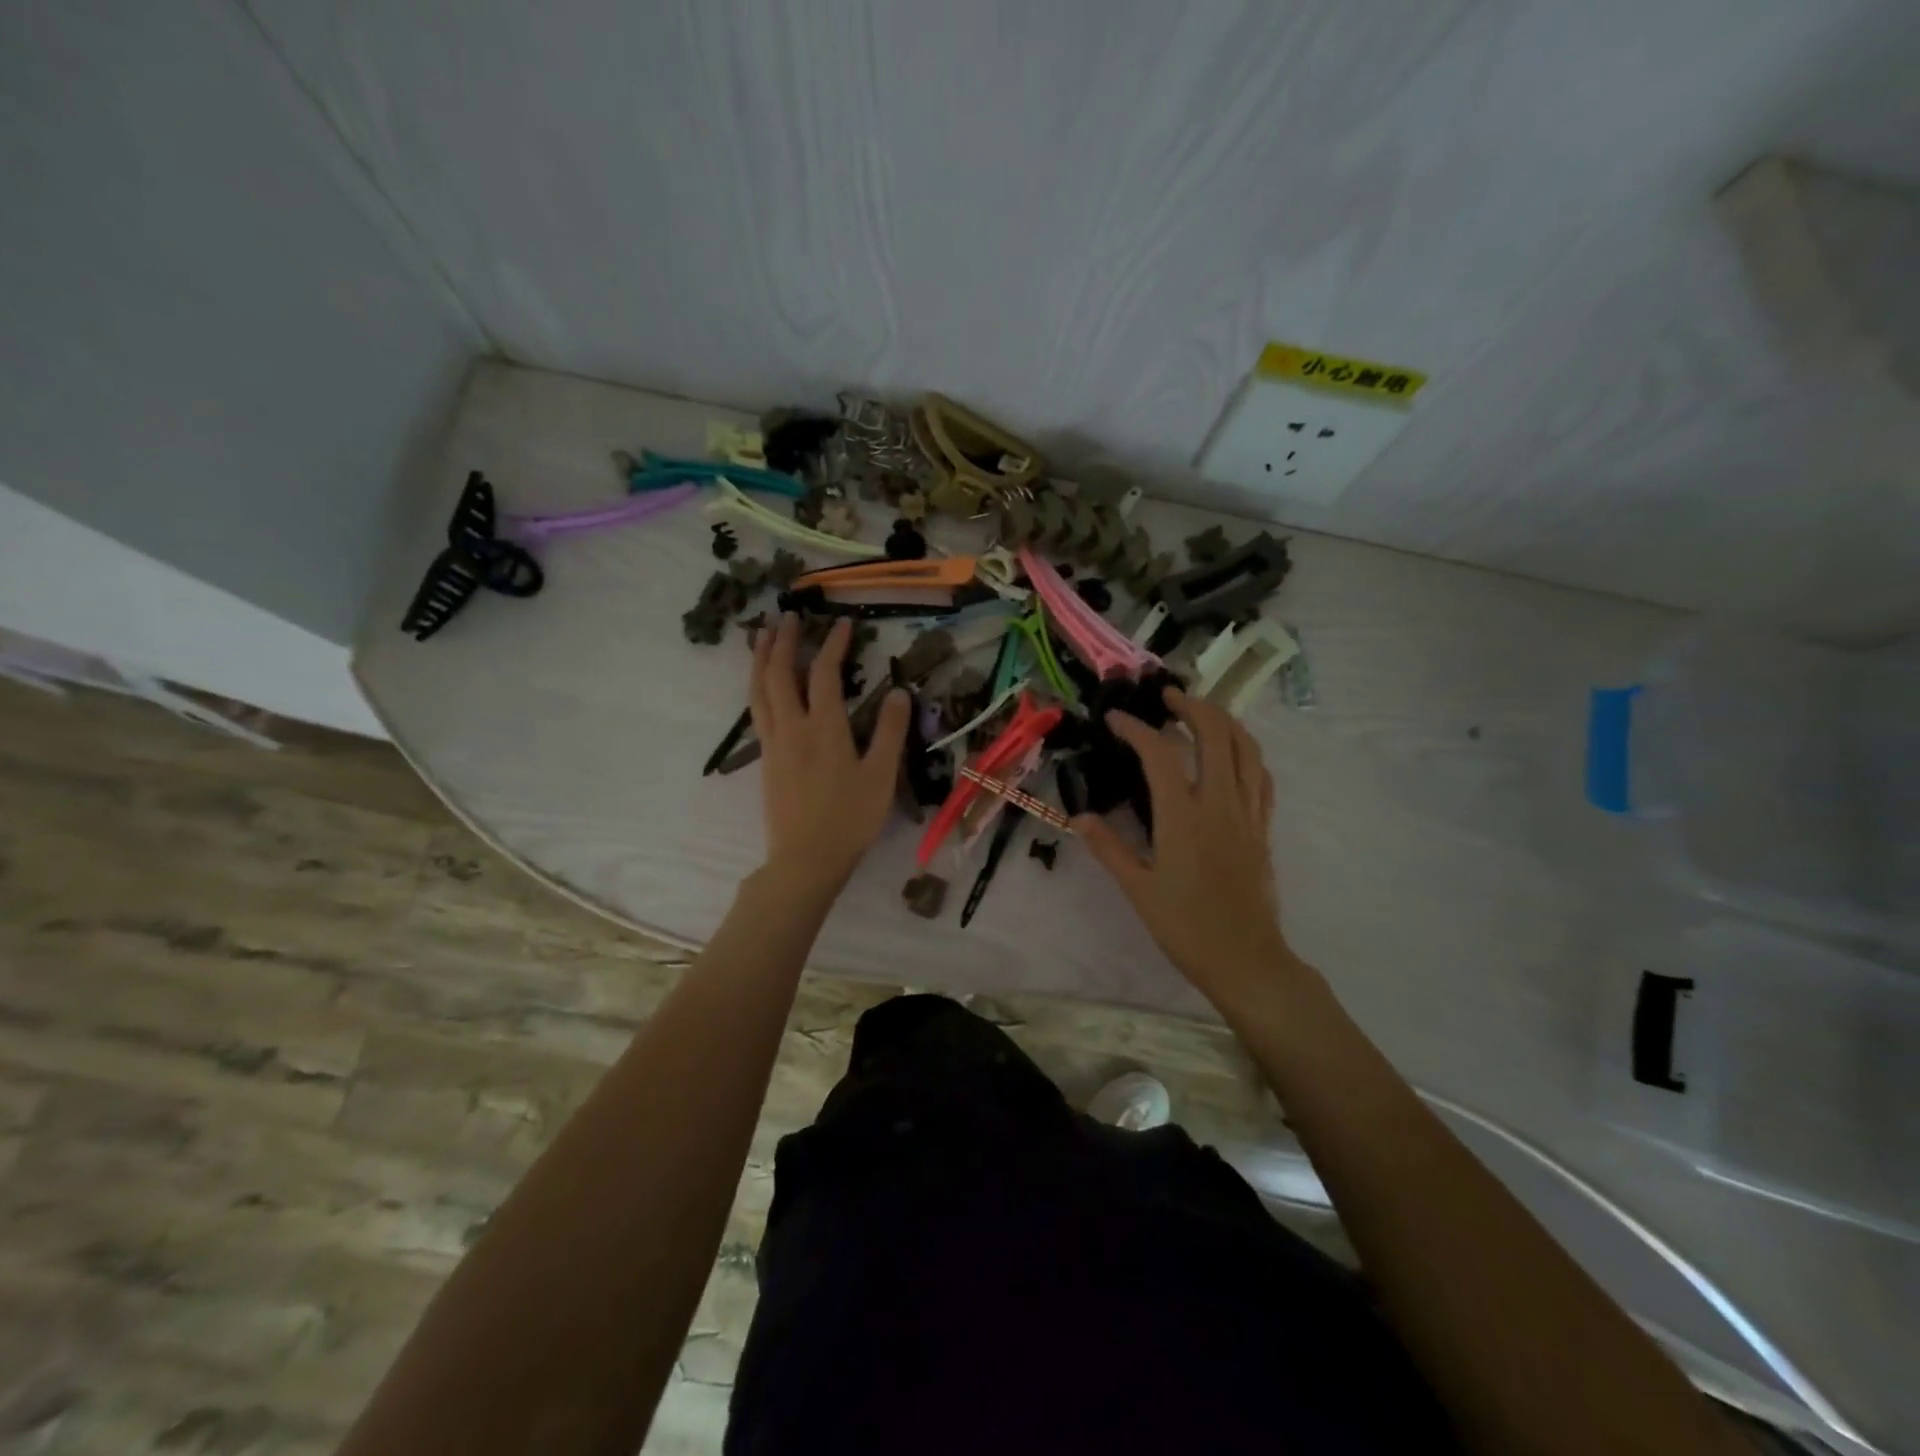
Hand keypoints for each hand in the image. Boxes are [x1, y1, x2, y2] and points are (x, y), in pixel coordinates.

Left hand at [749, 613, 910, 894]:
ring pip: (759, 691)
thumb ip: (889, 732)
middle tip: (789, 616)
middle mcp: (792, 728)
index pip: (824, 674)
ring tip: (763, 636)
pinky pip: (757, 712)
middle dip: (784, 641)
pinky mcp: (766, 761)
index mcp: (824, 728)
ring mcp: (774, 744)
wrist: (806, 860)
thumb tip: (899, 692)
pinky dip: (758, 687)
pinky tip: (764, 687)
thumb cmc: (850, 819)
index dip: (833, 645)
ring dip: (761, 659)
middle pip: (779, 674)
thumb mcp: (881, 776)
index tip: (843, 624)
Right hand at [1073, 688, 1297, 1008]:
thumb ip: (1108, 847)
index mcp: (1183, 816)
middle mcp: (1219, 804)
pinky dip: (1247, 753)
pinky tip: (1234, 753)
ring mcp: (1247, 813)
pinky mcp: (1263, 828)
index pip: (1159, 754)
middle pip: (1215, 734)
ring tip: (1202, 713)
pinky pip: (1261, 777)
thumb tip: (1078, 817)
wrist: (1246, 959)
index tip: (1115, 719)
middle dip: (1191, 706)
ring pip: (1246, 748)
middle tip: (1167, 698)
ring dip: (1224, 721)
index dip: (1135, 729)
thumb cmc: (1186, 927)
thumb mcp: (1138, 889)